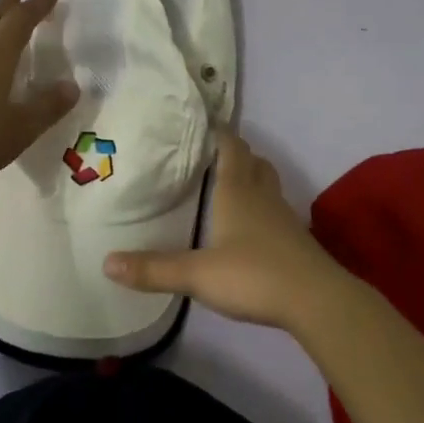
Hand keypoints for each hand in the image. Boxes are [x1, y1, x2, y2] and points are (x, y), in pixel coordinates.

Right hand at [103, 130, 351, 331]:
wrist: (316, 300)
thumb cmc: (254, 275)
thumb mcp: (197, 274)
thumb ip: (154, 269)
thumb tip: (107, 262)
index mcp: (236, 191)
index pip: (231, 148)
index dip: (220, 133)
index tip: (206, 121)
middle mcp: (262, 196)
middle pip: (253, 162)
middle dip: (238, 153)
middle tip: (215, 153)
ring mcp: (284, 217)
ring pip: (268, 184)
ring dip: (253, 177)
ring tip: (232, 183)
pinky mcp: (297, 240)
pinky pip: (277, 210)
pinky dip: (264, 206)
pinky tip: (253, 226)